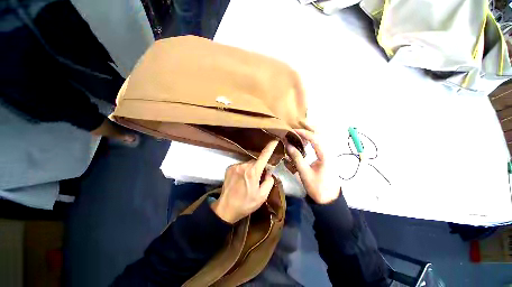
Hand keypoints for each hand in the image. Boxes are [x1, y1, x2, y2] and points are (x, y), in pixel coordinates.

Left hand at [211, 140, 278, 222]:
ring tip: (248, 182)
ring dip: (251, 169)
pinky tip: (241, 180)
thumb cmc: (246, 204)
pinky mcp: (229, 168)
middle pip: (256, 162)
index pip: (264, 156)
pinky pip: (241, 166)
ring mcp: (235, 166)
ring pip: (248, 164)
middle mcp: (244, 165)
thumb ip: (269, 181)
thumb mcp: (262, 196)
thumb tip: (268, 172)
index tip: (274, 140)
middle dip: (259, 168)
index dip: (270, 148)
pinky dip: (243, 170)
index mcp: (253, 172)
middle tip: (258, 179)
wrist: (226, 209)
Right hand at [286, 129, 339, 203]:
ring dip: (311, 132)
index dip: (303, 133)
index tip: (293, 131)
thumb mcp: (304, 173)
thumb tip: (288, 144)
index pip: (315, 138)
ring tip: (299, 131)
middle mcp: (329, 151)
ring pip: (322, 137)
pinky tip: (305, 140)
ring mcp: (329, 153)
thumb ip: (296, 157)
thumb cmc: (316, 187)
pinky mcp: (327, 156)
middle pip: (321, 134)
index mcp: (325, 155)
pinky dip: (313, 138)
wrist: (329, 199)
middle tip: (297, 127)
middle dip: (309, 128)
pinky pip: (321, 143)